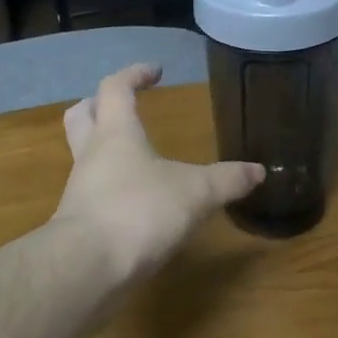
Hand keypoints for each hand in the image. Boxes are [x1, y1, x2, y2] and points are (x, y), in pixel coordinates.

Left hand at [55, 64, 262, 283]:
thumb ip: (227, 180)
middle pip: (82, 115)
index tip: (156, 71)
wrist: (88, 267)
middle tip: (123, 107)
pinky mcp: (79, 222)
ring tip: (138, 160)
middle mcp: (91, 154)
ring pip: (85, 156)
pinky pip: (93, 193)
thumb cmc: (140, 211)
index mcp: (115, 133)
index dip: (134, 74)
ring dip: (105, 151)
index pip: (116, 88)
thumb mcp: (195, 193)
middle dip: (99, 105)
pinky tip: (137, 204)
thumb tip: (259, 171)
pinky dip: (112, 190)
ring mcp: (80, 189)